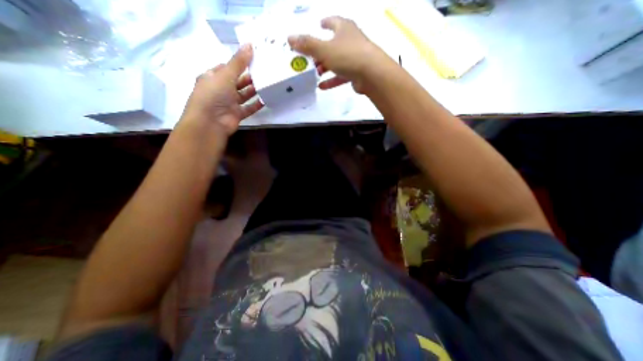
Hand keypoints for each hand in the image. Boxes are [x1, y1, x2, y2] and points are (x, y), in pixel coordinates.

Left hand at [179, 43, 261, 136]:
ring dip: (253, 90)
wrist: (211, 122)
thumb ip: (238, 62)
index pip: (226, 67)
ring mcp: (229, 103)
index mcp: (213, 77)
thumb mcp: (225, 75)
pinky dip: (256, 105)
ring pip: (243, 95)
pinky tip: (265, 100)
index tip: (253, 59)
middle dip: (248, 77)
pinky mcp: (237, 114)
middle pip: (237, 81)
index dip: (238, 63)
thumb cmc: (214, 95)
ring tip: (266, 83)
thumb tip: (249, 45)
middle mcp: (221, 90)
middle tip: (263, 71)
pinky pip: (248, 108)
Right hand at [288, 16, 389, 93]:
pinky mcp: (356, 73)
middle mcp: (350, 41)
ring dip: (325, 67)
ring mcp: (354, 58)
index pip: (333, 21)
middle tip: (310, 58)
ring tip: (315, 73)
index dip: (325, 22)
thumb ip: (307, 44)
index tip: (319, 24)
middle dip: (321, 51)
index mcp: (344, 28)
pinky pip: (340, 76)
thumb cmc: (347, 55)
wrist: (371, 74)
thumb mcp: (323, 49)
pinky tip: (321, 86)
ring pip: (336, 61)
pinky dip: (331, 80)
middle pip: (333, 44)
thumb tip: (289, 38)